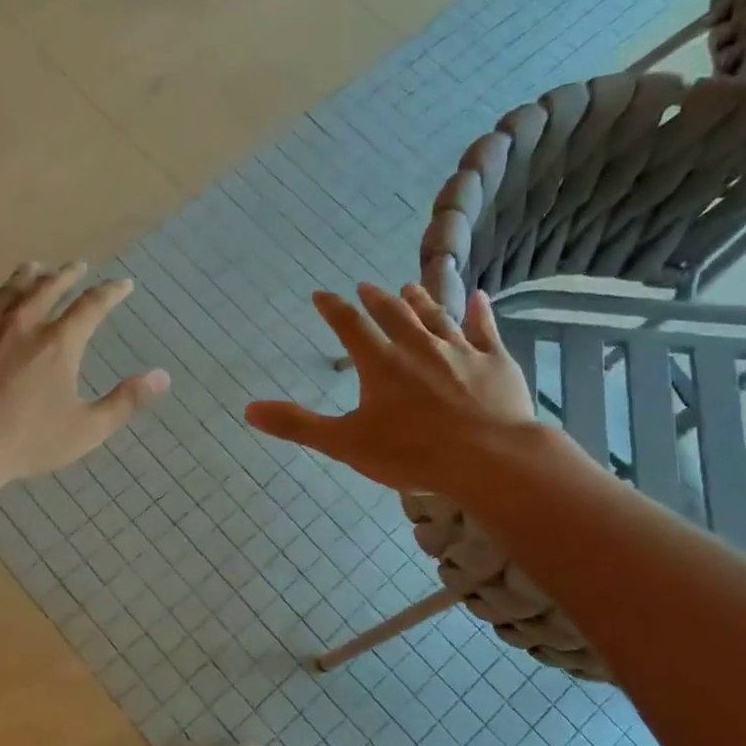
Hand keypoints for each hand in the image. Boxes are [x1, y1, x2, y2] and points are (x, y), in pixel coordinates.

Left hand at [0, 262, 170, 489]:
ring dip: (25, 276)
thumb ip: (126, 401)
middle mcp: (23, 322)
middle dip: (67, 275)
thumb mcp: (86, 429)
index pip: (92, 306)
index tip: (123, 284)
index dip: (111, 292)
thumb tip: (163, 376)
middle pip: (49, 288)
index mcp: (60, 343)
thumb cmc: (26, 440)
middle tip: (77, 266)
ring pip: (8, 290)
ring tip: (34, 266)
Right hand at [245, 283, 540, 494]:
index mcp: (381, 364)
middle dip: (377, 299)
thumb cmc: (412, 453)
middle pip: (394, 314)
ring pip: (436, 317)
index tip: (321, 294)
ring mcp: (460, 351)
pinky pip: (485, 329)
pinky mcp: (495, 362)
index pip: (350, 327)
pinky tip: (478, 297)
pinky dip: (479, 312)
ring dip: (421, 301)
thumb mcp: (345, 443)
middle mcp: (418, 347)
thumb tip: (250, 410)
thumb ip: (298, 425)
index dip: (333, 309)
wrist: (489, 458)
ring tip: (411, 286)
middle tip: (367, 286)